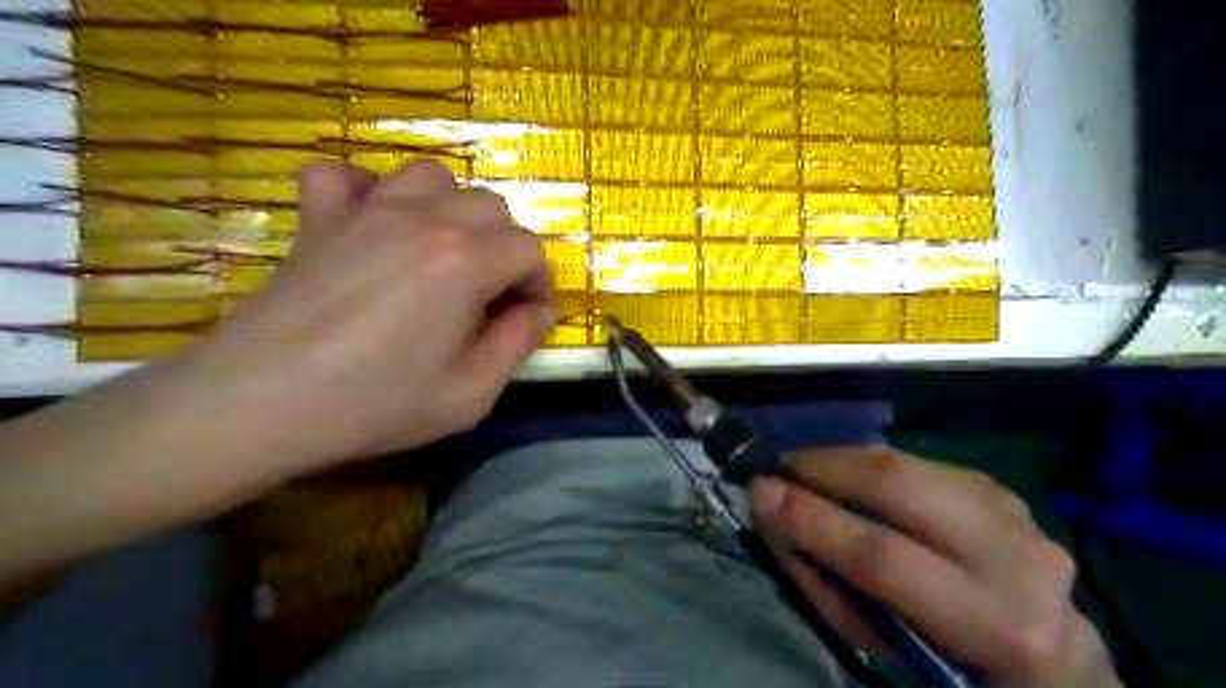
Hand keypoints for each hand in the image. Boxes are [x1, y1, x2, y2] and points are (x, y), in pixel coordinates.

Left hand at [173, 162, 557, 471]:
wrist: (259, 403)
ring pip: (432, 178)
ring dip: (452, 210)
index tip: (526, 319)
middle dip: (505, 249)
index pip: (529, 249)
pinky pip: (347, 176)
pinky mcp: (319, 216)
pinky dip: (369, 191)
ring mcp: (366, 210)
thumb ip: (517, 345)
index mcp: (465, 261)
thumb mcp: (470, 395)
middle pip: (490, 206)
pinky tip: (373, 225)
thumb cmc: (375, 405)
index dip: (538, 284)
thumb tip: (538, 312)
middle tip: (489, 295)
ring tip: (443, 253)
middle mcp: (423, 219)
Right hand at [746, 446, 1119, 687]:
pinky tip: (851, 477)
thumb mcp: (882, 646)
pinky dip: (872, 465)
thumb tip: (773, 512)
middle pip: (900, 487)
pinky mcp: (1001, 489)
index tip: (758, 492)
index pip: (881, 556)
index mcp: (994, 625)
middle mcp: (1017, 558)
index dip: (811, 520)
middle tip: (781, 468)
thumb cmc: (948, 664)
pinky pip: (918, 463)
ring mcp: (1016, 514)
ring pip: (907, 464)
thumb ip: (824, 581)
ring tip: (807, 469)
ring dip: (844, 461)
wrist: (1048, 659)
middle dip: (826, 468)